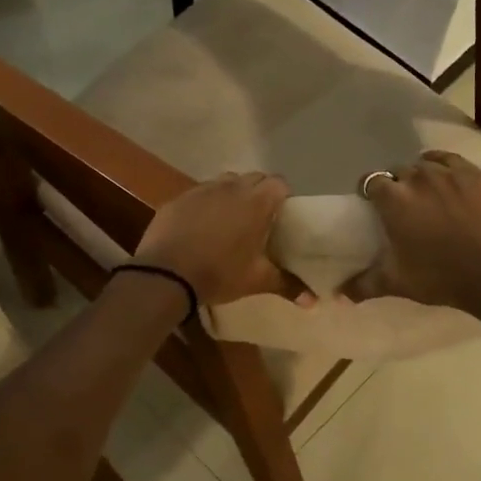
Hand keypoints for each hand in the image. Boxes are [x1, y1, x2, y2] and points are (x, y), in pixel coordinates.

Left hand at [134, 172, 300, 307]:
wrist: (166, 273)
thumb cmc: (220, 273)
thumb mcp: (257, 281)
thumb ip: (287, 285)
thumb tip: (314, 302)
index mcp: (256, 202)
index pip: (279, 184)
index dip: (283, 196)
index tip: (282, 214)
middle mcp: (231, 188)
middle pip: (253, 178)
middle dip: (259, 192)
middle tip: (259, 218)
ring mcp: (202, 190)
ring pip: (225, 182)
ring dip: (232, 194)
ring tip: (230, 219)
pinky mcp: (179, 199)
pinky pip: (199, 194)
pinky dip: (205, 204)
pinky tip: (200, 226)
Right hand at [346, 151, 480, 320]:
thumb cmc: (439, 277)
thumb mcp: (397, 282)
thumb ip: (363, 285)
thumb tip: (339, 295)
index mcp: (394, 200)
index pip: (371, 181)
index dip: (370, 191)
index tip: (374, 205)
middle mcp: (418, 177)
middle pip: (398, 171)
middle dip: (397, 185)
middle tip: (404, 206)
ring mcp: (449, 173)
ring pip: (426, 163)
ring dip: (422, 175)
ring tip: (428, 193)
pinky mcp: (476, 175)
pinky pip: (452, 160)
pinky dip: (445, 166)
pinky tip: (447, 178)